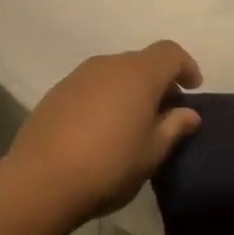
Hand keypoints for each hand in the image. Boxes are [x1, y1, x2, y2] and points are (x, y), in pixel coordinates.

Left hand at [5, 41, 202, 218]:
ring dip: (129, 89)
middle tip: (165, 112)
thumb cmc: (108, 166)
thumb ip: (173, 127)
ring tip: (132, 122)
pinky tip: (101, 129)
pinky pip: (91, 86)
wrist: (40, 182)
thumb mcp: (151, 153)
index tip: (192, 89)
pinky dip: (105, 98)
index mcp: (138, 75)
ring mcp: (78, 76)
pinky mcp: (56, 92)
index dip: (185, 66)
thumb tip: (188, 113)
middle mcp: (108, 65)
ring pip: (114, 73)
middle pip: (141, 61)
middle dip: (158, 81)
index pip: (170, 52)